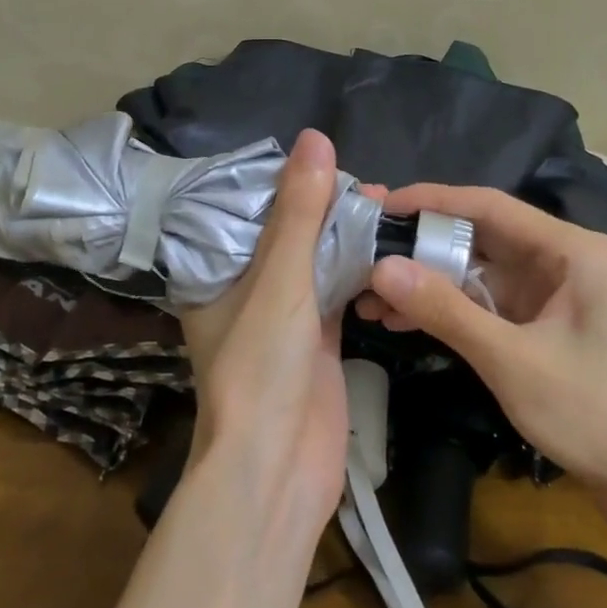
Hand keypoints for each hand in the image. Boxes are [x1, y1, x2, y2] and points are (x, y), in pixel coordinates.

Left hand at [177, 129, 352, 538]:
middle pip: (287, 234)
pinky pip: (339, 292)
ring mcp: (285, 318)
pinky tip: (390, 247)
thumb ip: (299, 212)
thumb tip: (316, 137)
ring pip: (316, 262)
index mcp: (216, 273)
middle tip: (369, 183)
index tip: (323, 155)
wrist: (276, 471)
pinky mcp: (318, 341)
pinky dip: (361, 272)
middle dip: (324, 208)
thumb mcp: (279, 280)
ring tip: (385, 205)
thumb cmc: (261, 368)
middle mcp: (246, 291)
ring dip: (347, 238)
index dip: (283, 181)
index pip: (246, 210)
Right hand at [357, 183, 606, 514]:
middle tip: (362, 253)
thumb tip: (380, 268)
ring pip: (477, 273)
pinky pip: (486, 303)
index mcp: (571, 250)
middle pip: (479, 237)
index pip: (488, 206)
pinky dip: (448, 310)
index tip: (377, 205)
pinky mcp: (544, 325)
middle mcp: (563, 260)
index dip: (430, 201)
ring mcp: (554, 294)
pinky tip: (402, 320)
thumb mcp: (511, 360)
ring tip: (367, 297)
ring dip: (427, 283)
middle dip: (420, 247)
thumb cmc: (596, 415)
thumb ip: (445, 310)